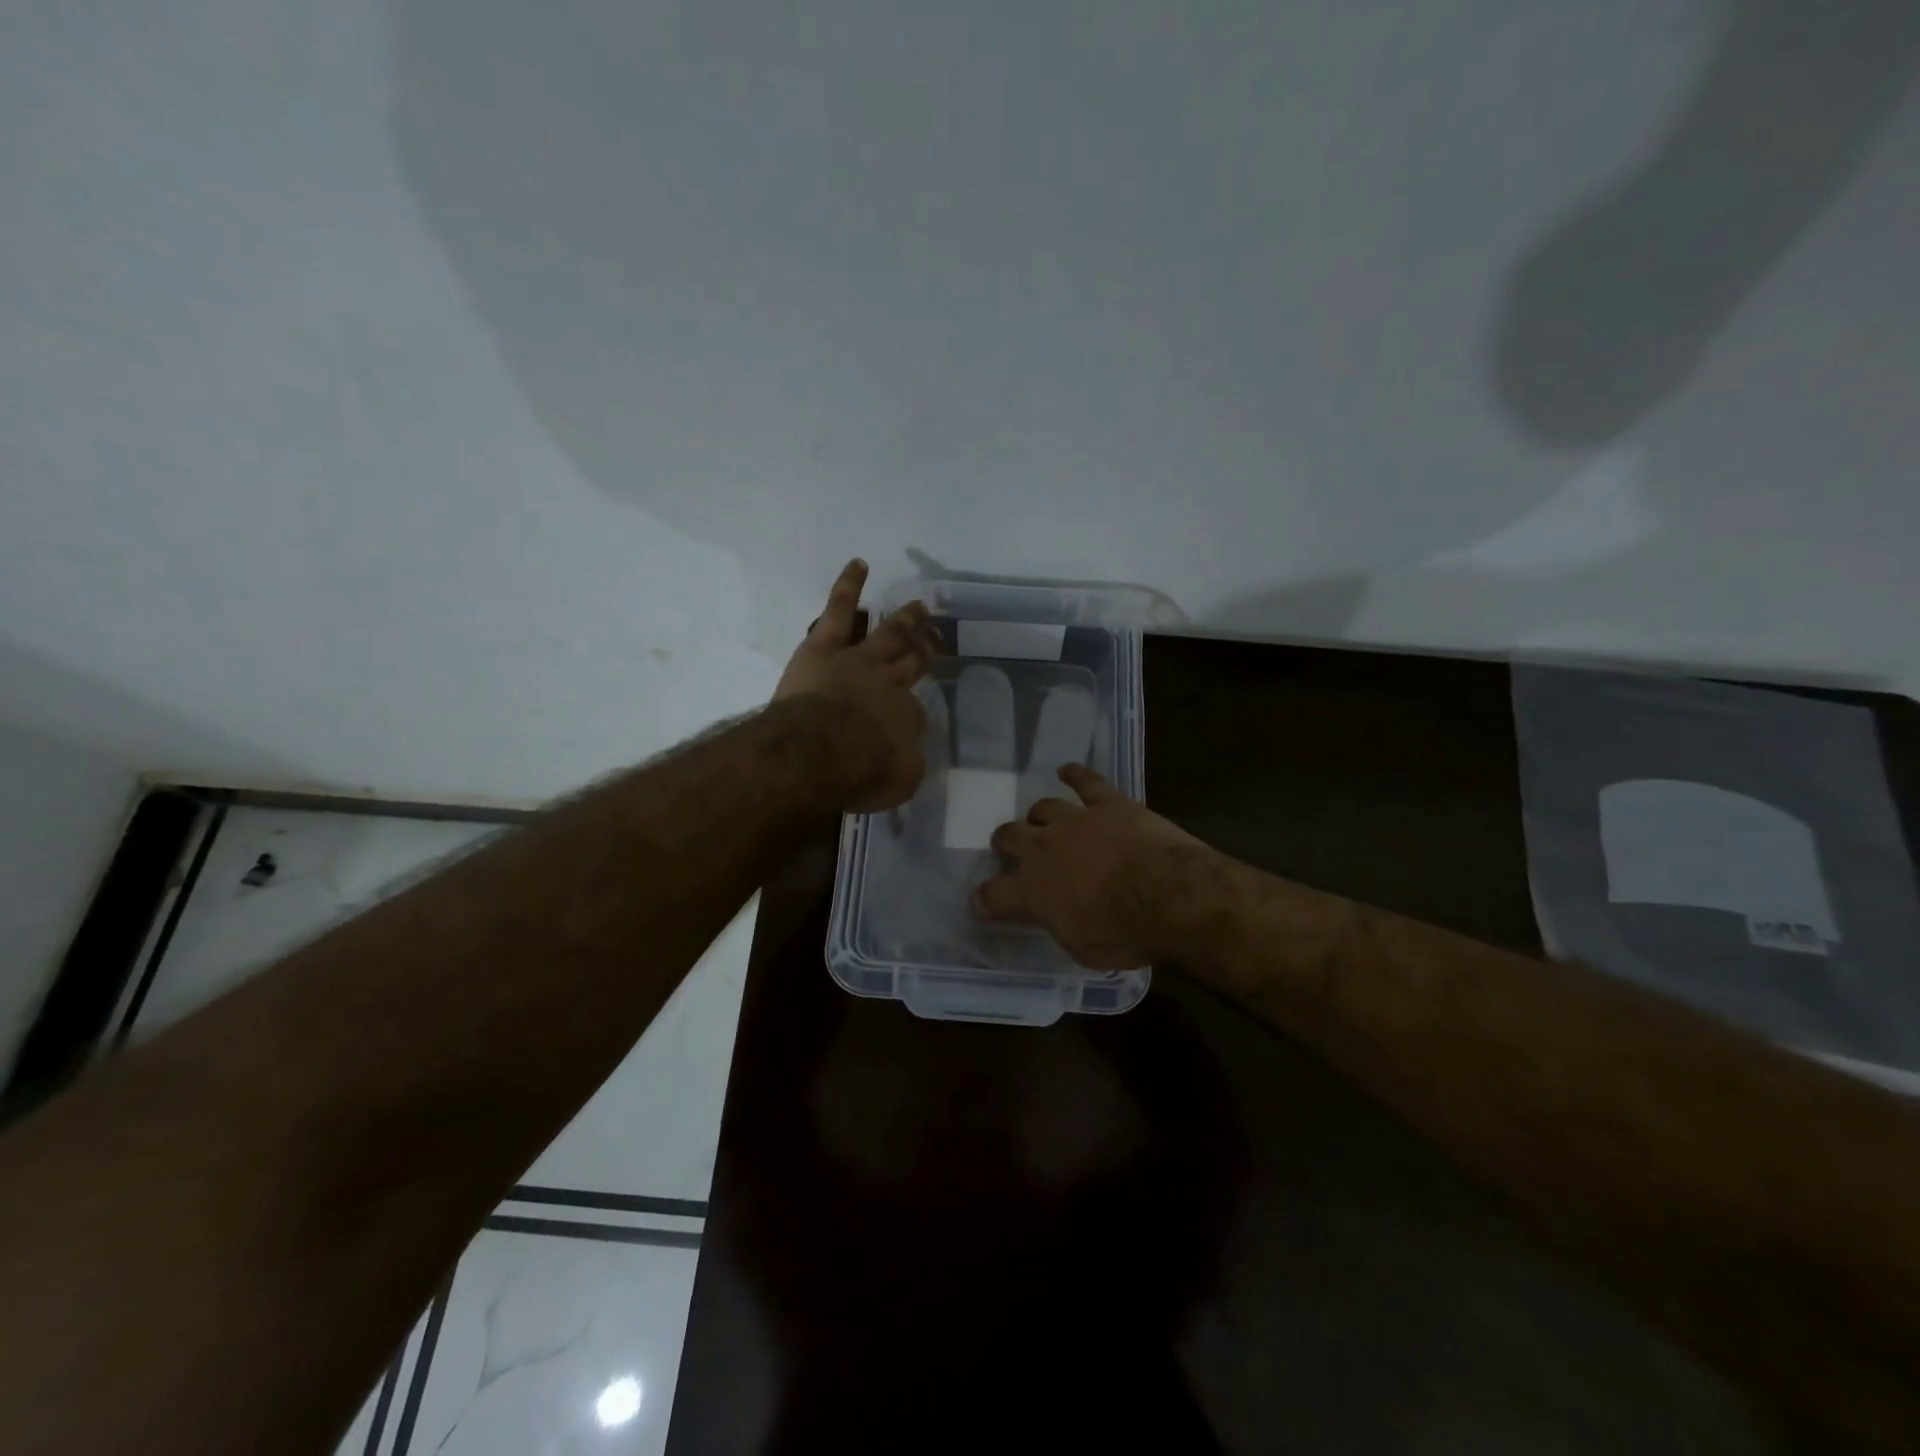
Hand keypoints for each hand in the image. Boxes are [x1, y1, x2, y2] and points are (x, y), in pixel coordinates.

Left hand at [774, 559, 936, 811]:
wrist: (819, 750)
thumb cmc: (859, 773)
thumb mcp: (898, 782)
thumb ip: (906, 764)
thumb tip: (906, 753)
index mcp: (906, 717)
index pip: (915, 713)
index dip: (912, 716)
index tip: (909, 722)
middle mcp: (889, 683)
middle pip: (911, 662)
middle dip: (925, 650)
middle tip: (937, 636)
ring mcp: (859, 659)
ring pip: (887, 632)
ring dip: (904, 619)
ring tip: (918, 604)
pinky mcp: (825, 645)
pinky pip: (840, 610)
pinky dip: (850, 586)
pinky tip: (859, 565)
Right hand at [972, 765, 1206, 968]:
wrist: (1164, 894)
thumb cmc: (1123, 934)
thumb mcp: (1081, 948)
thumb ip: (1061, 925)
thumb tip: (1057, 915)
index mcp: (1033, 891)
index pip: (994, 894)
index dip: (985, 898)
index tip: (982, 900)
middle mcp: (1044, 849)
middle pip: (1010, 836)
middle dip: (1005, 841)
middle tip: (1008, 845)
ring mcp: (1075, 821)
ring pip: (1044, 807)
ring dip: (1039, 815)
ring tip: (1040, 818)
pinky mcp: (1108, 803)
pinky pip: (1086, 782)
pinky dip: (1075, 774)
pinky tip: (1067, 771)